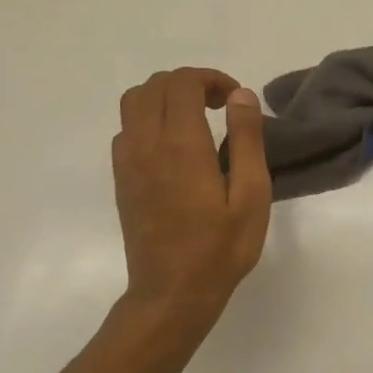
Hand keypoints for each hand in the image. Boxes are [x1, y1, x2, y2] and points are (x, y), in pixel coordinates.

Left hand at [113, 68, 270, 327]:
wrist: (171, 294)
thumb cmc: (220, 248)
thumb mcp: (251, 194)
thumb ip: (246, 139)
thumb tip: (241, 95)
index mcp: (181, 144)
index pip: (183, 83)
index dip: (211, 78)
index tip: (235, 100)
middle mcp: (146, 144)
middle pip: (155, 85)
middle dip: (189, 83)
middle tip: (221, 106)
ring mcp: (127, 161)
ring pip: (133, 102)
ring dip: (165, 97)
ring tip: (196, 119)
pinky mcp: (121, 178)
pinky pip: (126, 128)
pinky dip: (149, 119)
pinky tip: (175, 145)